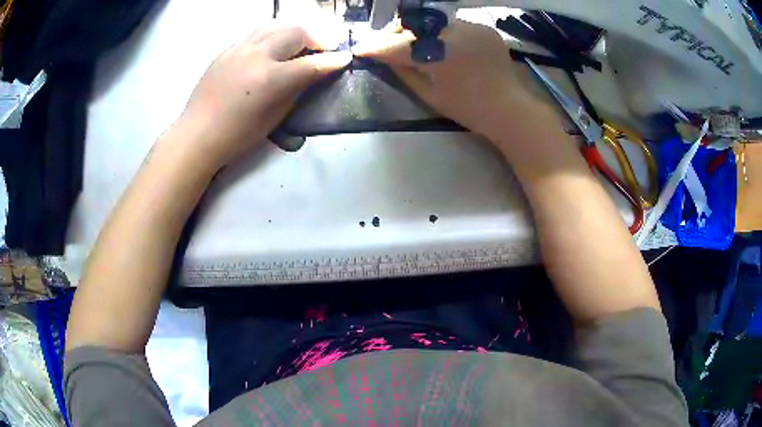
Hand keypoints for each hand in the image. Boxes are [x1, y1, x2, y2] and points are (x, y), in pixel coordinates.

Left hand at [177, 21, 350, 169]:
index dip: (333, 60)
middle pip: (296, 32)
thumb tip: (313, 73)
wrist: (198, 134)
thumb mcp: (275, 117)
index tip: (345, 58)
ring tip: (300, 41)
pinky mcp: (227, 50)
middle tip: (323, 48)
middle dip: (316, 37)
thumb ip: (297, 90)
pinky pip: (255, 33)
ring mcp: (239, 49)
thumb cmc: (237, 135)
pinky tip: (272, 46)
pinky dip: (272, 34)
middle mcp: (256, 56)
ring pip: (275, 25)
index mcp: (270, 79)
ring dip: (293, 30)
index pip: (311, 64)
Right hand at [354, 20, 527, 136]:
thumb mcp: (429, 96)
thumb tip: (384, 58)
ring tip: (418, 45)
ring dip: (421, 32)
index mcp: (438, 56)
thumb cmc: (468, 109)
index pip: (397, 45)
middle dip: (397, 34)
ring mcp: (471, 28)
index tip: (360, 48)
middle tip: (388, 45)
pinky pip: (455, 25)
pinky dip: (445, 33)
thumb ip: (403, 73)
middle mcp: (453, 34)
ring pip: (434, 23)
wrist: (509, 108)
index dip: (375, 46)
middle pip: (414, 26)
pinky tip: (446, 46)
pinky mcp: (483, 28)